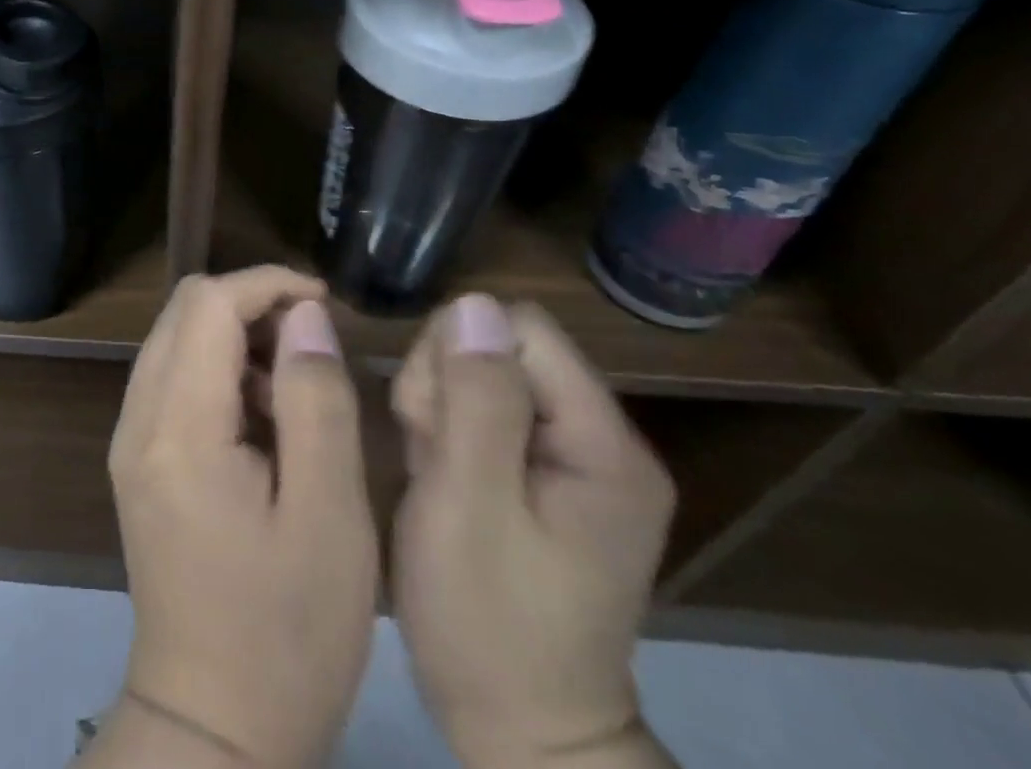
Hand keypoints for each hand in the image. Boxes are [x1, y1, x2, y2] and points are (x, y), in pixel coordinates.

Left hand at [94, 267, 379, 767]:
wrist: (213, 727)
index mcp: (179, 427)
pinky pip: (172, 379)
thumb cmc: (288, 632)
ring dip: (236, 338)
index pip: (209, 304)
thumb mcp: (330, 517)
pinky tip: (263, 422)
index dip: (268, 285)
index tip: (325, 304)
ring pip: (176, 339)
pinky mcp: (138, 460)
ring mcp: (130, 439)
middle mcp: (138, 418)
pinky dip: (218, 372)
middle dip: (251, 306)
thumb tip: (304, 315)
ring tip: (295, 389)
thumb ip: (315, 399)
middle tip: (314, 347)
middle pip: (185, 311)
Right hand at [392, 295, 676, 768]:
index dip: (457, 352)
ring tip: (430, 471)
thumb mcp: (471, 506)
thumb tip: (473, 305)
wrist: (520, 731)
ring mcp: (568, 459)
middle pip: (497, 345)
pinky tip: (437, 477)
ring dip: (436, 407)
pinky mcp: (539, 475)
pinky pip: (476, 410)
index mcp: (602, 444)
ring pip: (477, 372)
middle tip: (428, 451)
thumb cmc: (489, 620)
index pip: (519, 329)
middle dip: (443, 382)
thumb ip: (477, 401)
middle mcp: (597, 440)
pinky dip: (443, 431)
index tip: (430, 415)